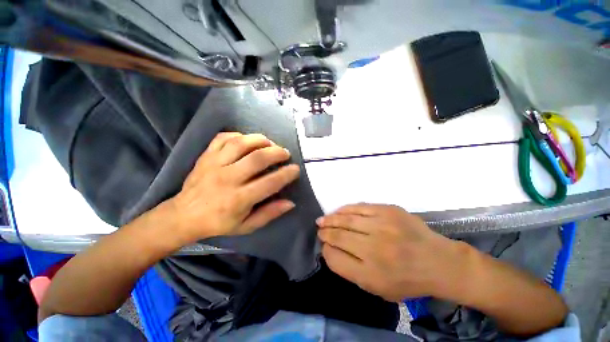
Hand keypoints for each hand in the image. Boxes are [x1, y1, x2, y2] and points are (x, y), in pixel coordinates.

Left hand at [169, 132, 299, 243]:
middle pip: (257, 158)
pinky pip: (223, 138)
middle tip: (285, 153)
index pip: (269, 183)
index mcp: (238, 199)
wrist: (184, 215)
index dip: (286, 174)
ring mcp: (214, 164)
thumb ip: (269, 213)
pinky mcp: (206, 156)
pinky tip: (247, 140)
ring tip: (270, 144)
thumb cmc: (219, 222)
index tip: (295, 169)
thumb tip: (290, 203)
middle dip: (277, 152)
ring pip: (241, 143)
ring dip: (260, 140)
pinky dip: (239, 135)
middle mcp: (227, 179)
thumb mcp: (246, 226)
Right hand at [317, 204, 467, 301]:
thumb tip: (330, 250)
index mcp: (371, 274)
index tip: (323, 246)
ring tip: (322, 220)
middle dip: (325, 233)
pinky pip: (359, 208)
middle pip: (338, 237)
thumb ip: (350, 271)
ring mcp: (382, 227)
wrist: (438, 262)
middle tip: (319, 230)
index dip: (326, 251)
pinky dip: (345, 209)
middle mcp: (374, 249)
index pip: (335, 259)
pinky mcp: (388, 211)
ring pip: (346, 220)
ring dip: (330, 219)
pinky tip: (338, 211)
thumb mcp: (378, 288)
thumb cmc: (407, 280)